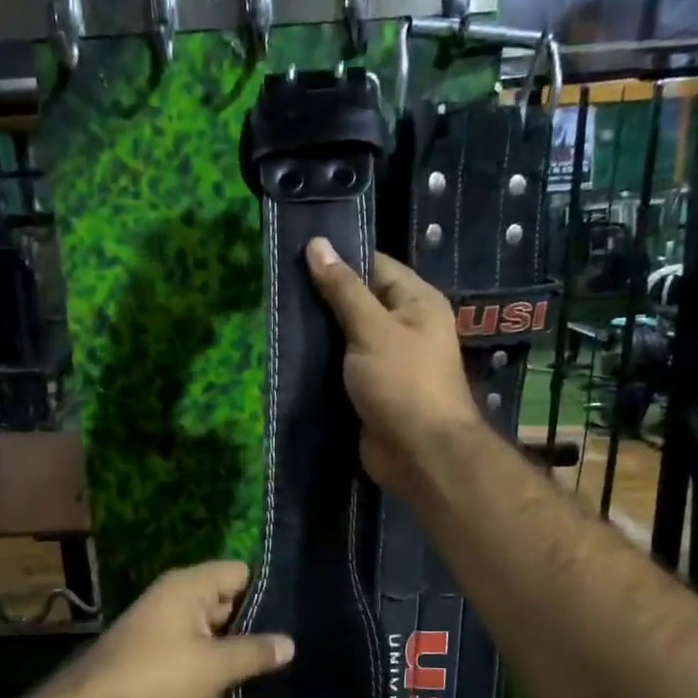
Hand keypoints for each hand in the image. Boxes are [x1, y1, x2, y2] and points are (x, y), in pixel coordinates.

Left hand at [73, 561, 293, 697]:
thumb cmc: (157, 678)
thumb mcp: (214, 667)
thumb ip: (254, 653)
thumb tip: (290, 644)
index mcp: (187, 586)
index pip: (239, 572)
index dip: (266, 592)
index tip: (295, 617)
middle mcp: (173, 598)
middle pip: (225, 601)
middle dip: (253, 625)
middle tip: (289, 649)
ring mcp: (160, 627)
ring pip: (209, 630)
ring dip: (231, 649)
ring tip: (271, 669)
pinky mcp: (152, 655)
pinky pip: (192, 651)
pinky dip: (210, 664)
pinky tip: (235, 686)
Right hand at [305, 237, 482, 496]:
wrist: (419, 453)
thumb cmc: (403, 383)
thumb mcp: (371, 329)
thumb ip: (343, 289)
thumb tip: (317, 244)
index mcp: (416, 302)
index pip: (375, 265)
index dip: (339, 258)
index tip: (297, 255)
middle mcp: (405, 327)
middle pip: (358, 301)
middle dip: (323, 298)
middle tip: (279, 288)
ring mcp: (387, 361)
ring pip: (346, 337)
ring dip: (319, 333)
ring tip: (278, 318)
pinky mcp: (371, 391)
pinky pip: (342, 368)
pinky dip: (321, 364)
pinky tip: (290, 355)